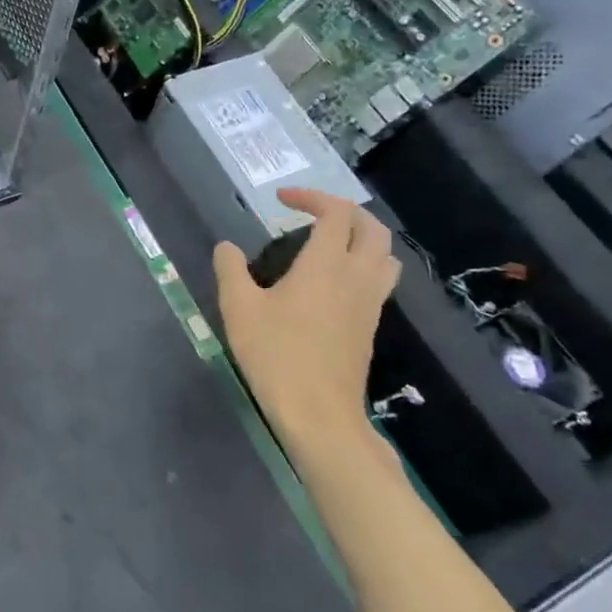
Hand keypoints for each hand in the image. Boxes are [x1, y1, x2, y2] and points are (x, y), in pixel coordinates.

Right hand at [213, 189, 400, 459]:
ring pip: (385, 254)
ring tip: (331, 242)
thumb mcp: (239, 309)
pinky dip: (365, 263)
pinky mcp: (372, 326)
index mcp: (326, 264)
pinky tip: (335, 281)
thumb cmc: (276, 355)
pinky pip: (381, 279)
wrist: (319, 414)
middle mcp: (356, 276)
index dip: (311, 197)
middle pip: (371, 227)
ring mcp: (370, 302)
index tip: (282, 200)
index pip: (334, 213)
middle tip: (311, 213)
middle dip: (343, 211)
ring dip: (362, 236)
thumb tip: (227, 247)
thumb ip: (231, 270)